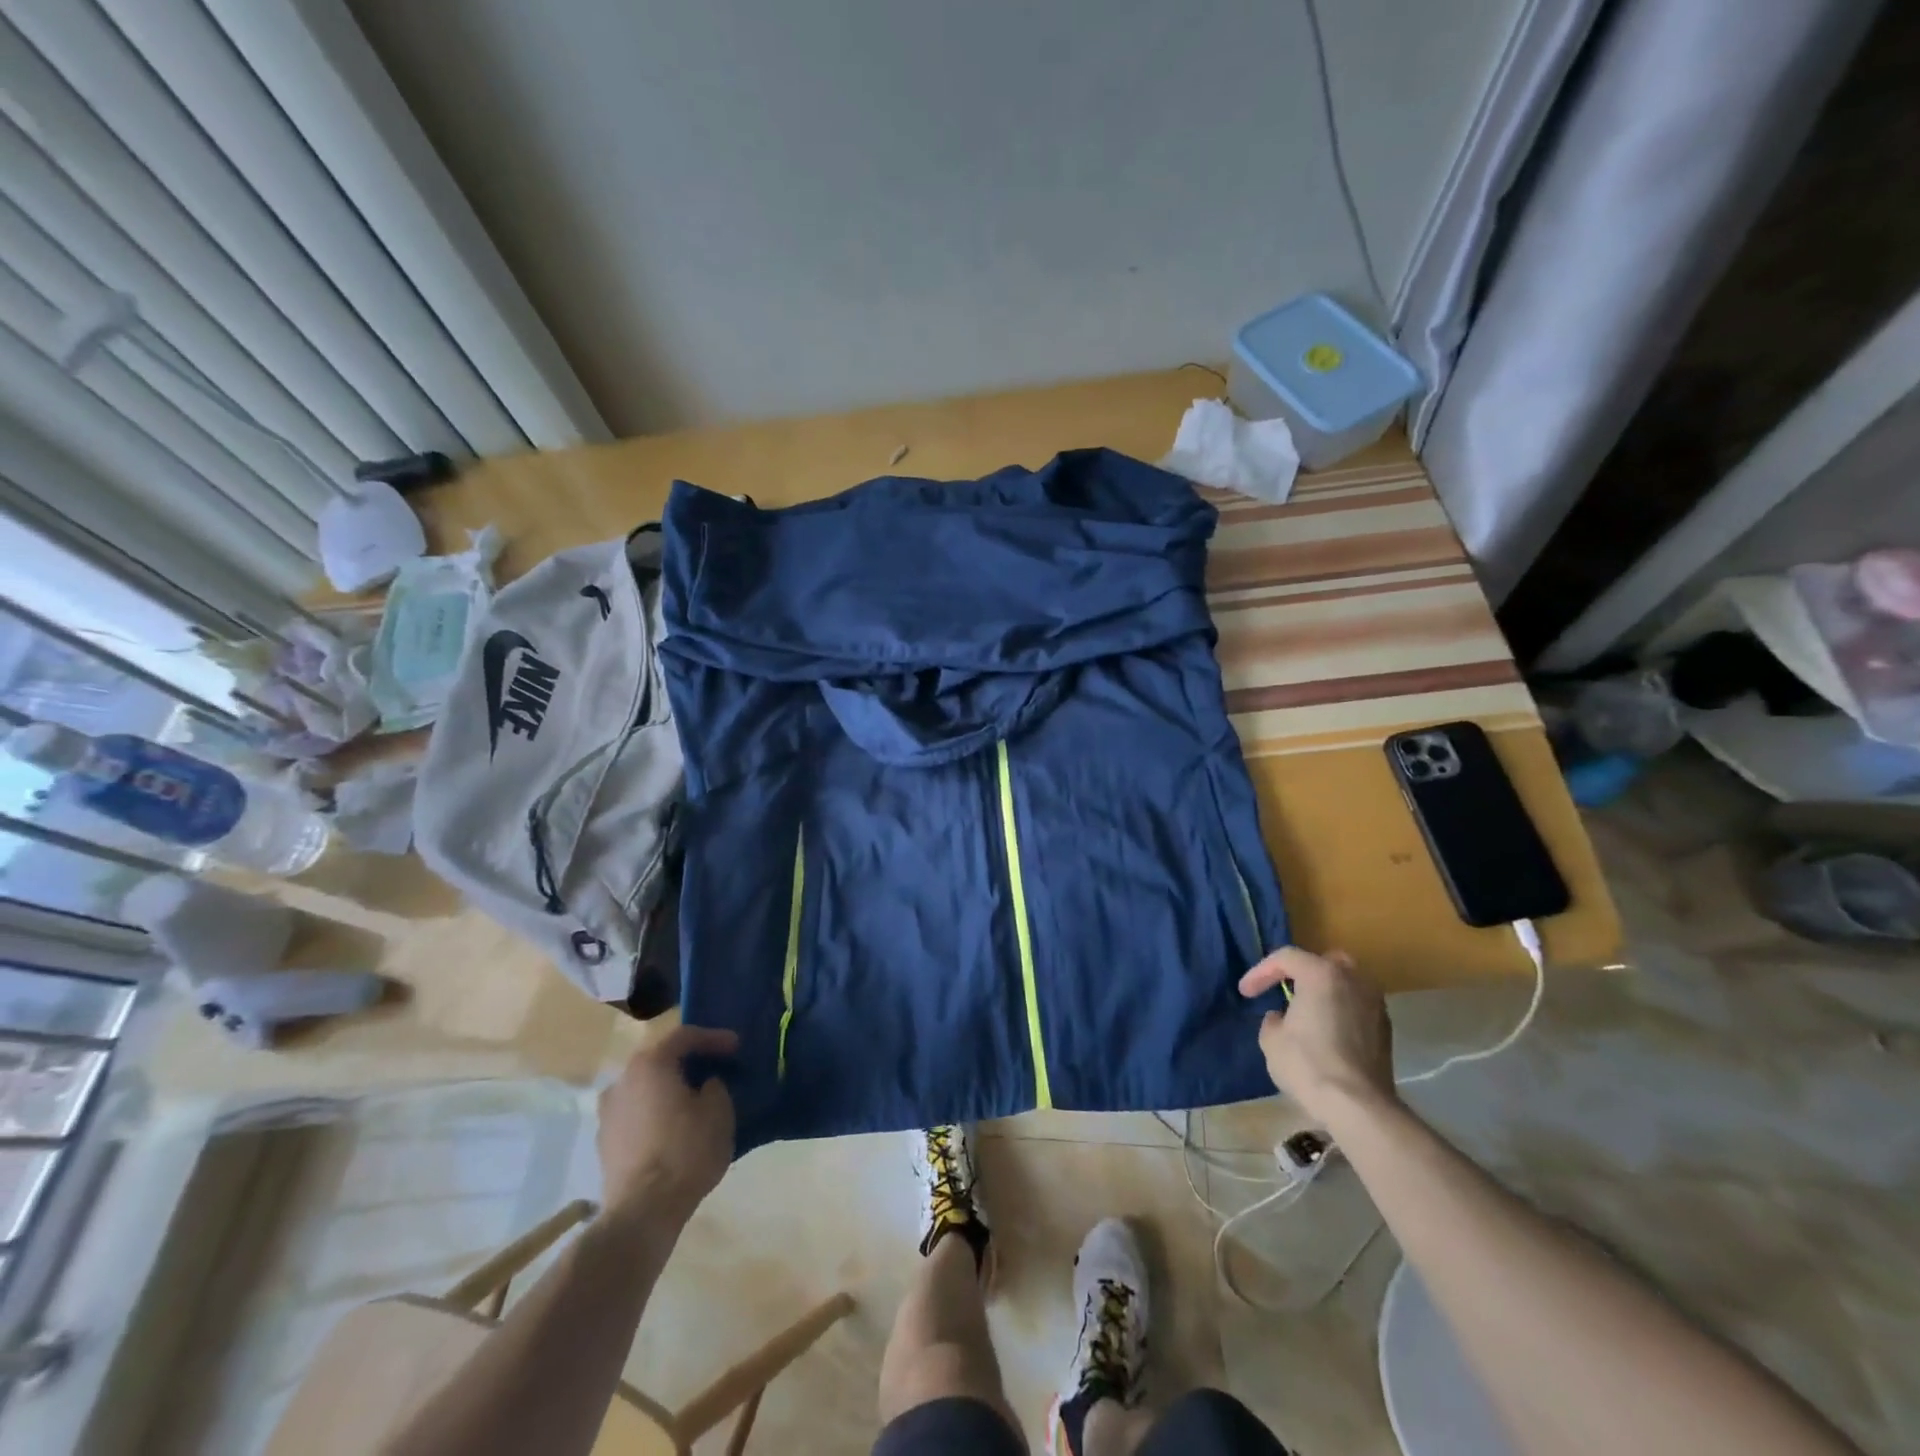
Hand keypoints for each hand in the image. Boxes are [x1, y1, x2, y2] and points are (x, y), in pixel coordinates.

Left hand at [596, 1024, 738, 1228]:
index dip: (713, 1038)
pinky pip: (637, 1114)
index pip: (684, 1036)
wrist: (642, 1213)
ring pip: (646, 1089)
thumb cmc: (685, 1151)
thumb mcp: (719, 1111)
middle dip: (689, 1063)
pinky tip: (675, 1128)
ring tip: (694, 1102)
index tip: (736, 1047)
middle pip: (660, 1060)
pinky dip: (657, 1113)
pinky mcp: (605, 1143)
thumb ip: (715, 1087)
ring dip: (670, 1089)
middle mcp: (622, 1081)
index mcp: (649, 1064)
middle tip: (715, 1069)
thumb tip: (705, 1086)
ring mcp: (608, 1113)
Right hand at [1239, 947, 1396, 1127]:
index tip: (1246, 993)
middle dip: (1302, 972)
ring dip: (1325, 992)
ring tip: (1307, 1012)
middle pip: (1324, 962)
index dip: (1260, 972)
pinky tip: (1327, 1032)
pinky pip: (1357, 1007)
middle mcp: (1353, 980)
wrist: (1358, 1106)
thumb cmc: (1307, 1064)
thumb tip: (1282, 1018)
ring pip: (1346, 984)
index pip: (1285, 958)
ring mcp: (1375, 1004)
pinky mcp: (1386, 1029)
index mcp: (1321, 973)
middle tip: (1284, 990)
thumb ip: (1274, 1019)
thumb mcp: (1271, 1039)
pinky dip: (1340, 1011)